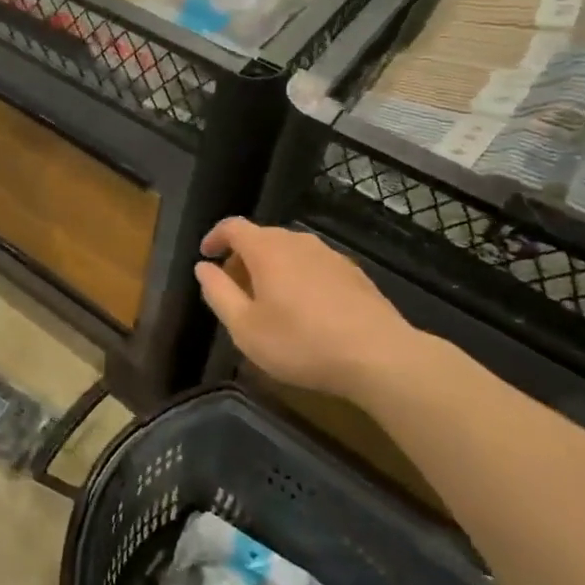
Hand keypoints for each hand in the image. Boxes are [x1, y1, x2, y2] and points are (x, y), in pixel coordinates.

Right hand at [193, 218, 429, 402]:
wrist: (380, 357)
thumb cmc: (301, 342)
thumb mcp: (245, 327)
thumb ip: (218, 293)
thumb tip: (203, 267)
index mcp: (266, 249)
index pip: (233, 226)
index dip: (215, 237)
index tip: (206, 256)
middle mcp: (298, 242)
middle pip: (262, 237)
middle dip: (242, 257)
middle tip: (234, 287)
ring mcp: (330, 255)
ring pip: (290, 251)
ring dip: (272, 268)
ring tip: (268, 300)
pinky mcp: (354, 274)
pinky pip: (314, 266)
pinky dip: (298, 277)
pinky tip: (304, 310)